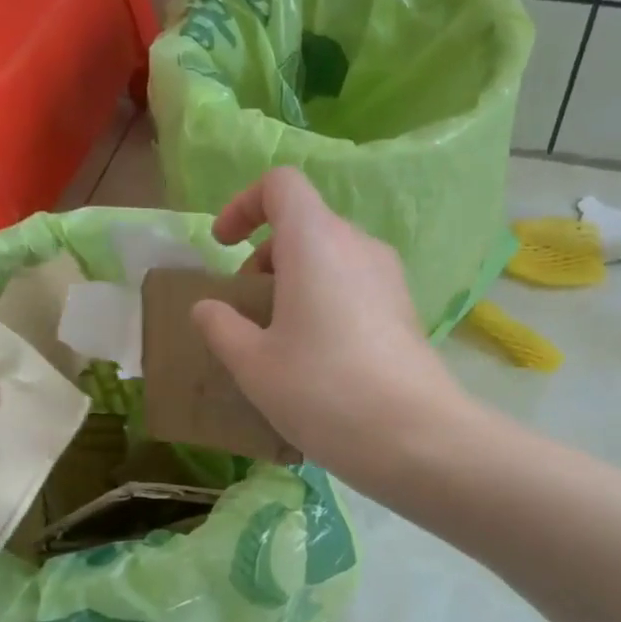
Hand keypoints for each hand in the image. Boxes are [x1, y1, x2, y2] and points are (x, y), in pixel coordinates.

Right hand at [190, 168, 467, 489]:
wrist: (414, 436)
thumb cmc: (321, 389)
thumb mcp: (254, 365)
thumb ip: (221, 327)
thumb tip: (207, 308)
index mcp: (315, 241)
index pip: (280, 185)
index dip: (243, 205)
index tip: (224, 247)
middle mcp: (357, 245)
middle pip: (305, 225)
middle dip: (265, 257)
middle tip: (247, 309)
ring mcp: (389, 277)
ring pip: (331, 259)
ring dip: (295, 284)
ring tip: (279, 339)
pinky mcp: (405, 310)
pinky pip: (355, 287)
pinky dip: (325, 303)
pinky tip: (318, 359)